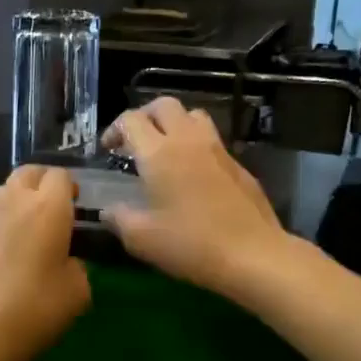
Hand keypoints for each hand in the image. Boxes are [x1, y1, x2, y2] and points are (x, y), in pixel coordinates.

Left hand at [0, 164, 90, 360]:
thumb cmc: (29, 312)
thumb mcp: (76, 295)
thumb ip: (77, 267)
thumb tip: (66, 261)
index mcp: (47, 208)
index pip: (60, 176)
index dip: (70, 189)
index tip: (77, 210)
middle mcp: (12, 202)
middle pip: (29, 173)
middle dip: (44, 185)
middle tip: (55, 214)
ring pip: (4, 192)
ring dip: (19, 202)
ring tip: (29, 235)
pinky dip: (0, 225)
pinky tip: (3, 257)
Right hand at [101, 97, 291, 297]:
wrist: (253, 255)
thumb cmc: (191, 244)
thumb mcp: (142, 239)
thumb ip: (119, 219)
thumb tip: (108, 210)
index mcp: (159, 153)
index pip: (131, 120)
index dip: (114, 130)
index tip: (107, 150)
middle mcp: (188, 140)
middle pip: (163, 105)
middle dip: (144, 116)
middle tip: (135, 140)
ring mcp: (218, 149)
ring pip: (193, 115)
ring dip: (174, 123)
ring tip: (165, 148)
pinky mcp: (238, 165)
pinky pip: (212, 140)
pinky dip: (196, 145)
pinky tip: (193, 174)